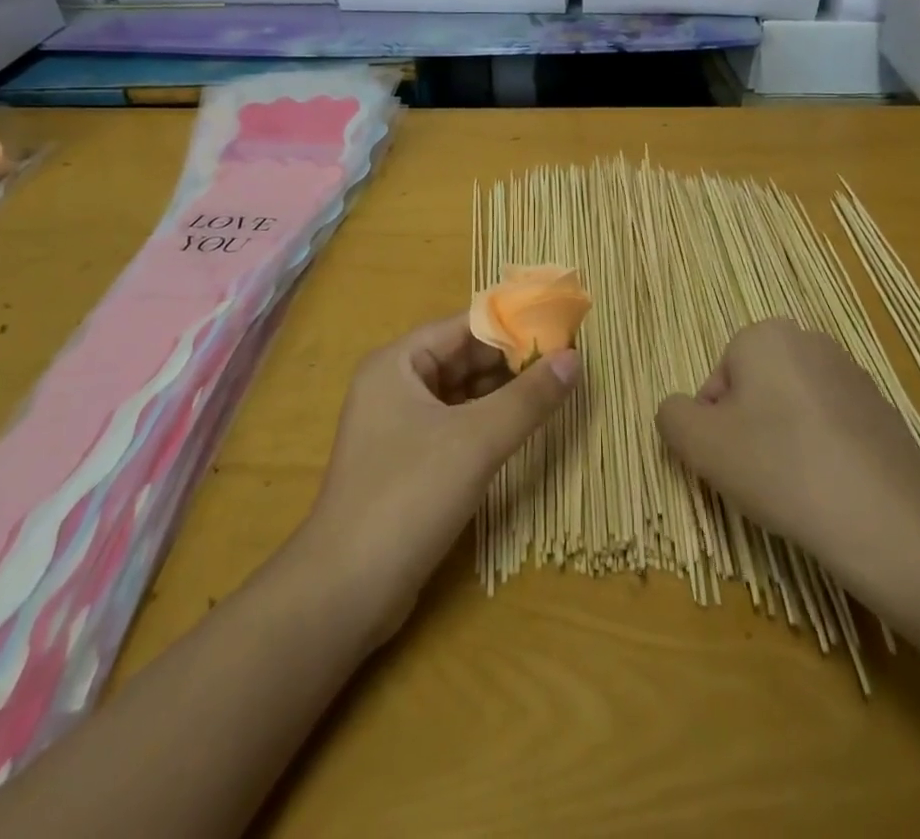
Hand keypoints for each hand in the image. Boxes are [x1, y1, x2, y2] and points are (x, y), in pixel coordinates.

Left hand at [301, 313, 579, 644]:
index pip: (463, 327)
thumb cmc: (408, 496)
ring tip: (554, 390)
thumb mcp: (476, 441)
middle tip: (565, 363)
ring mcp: (397, 426)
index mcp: (397, 363)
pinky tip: (521, 428)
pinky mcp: (406, 463)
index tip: (560, 331)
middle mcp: (393, 385)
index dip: (512, 327)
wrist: (345, 591)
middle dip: (511, 361)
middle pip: (462, 358)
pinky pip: (454, 426)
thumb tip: (574, 358)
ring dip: (502, 393)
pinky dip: (486, 423)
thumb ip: (528, 398)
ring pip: (460, 394)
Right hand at [655, 318, 919, 610]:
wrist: (883, 520)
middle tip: (755, 475)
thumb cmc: (779, 467)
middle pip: (755, 391)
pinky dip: (823, 454)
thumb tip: (680, 411)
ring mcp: (854, 377)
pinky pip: (832, 430)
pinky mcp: (884, 414)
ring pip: (793, 411)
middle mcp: (811, 342)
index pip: (717, 381)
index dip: (713, 426)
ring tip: (793, 488)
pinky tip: (828, 492)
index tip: (727, 462)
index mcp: (765, 335)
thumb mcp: (700, 444)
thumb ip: (673, 415)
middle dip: (748, 430)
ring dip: (784, 443)